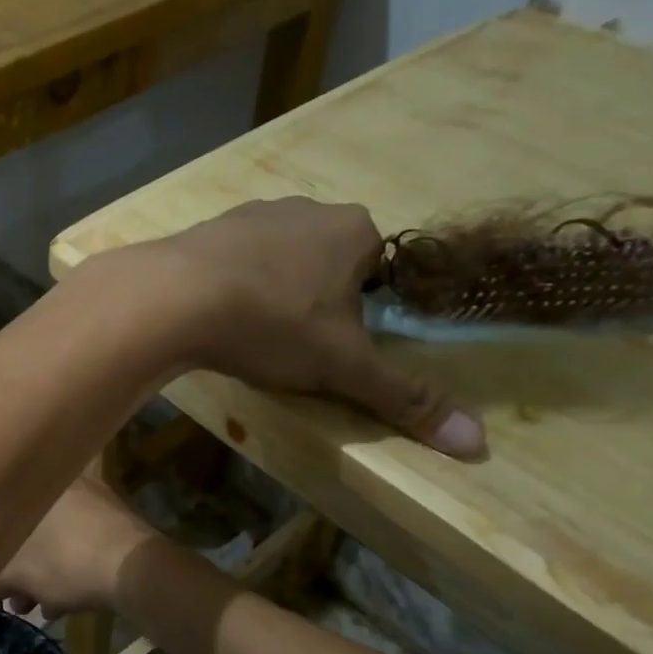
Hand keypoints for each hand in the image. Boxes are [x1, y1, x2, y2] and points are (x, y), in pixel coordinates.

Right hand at [0, 479, 154, 617]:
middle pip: (30, 529)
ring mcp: (94, 498)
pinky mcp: (115, 519)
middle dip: (20, 569)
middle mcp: (64, 483)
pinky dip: (69, 566)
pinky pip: (80, 541)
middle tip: (17, 599)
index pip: (1, 516)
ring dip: (44, 571)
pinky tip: (66, 601)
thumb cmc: (66, 563)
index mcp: (35, 486)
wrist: (135, 568)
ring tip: (41, 606)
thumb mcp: (18, 576)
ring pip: (56, 538)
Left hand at [122, 197, 485, 456]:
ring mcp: (254, 213)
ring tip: (251, 333)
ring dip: (272, 292)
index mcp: (354, 231)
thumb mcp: (343, 367)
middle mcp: (308, 210)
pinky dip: (232, 285)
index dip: (362, 312)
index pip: (378, 271)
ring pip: (278, 260)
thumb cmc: (272, 324)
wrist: (175, 297)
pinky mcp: (208, 228)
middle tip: (291, 344)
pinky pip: (233, 260)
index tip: (334, 344)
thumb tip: (477, 443)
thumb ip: (403, 397)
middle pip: (327, 264)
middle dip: (317, 302)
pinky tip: (216, 314)